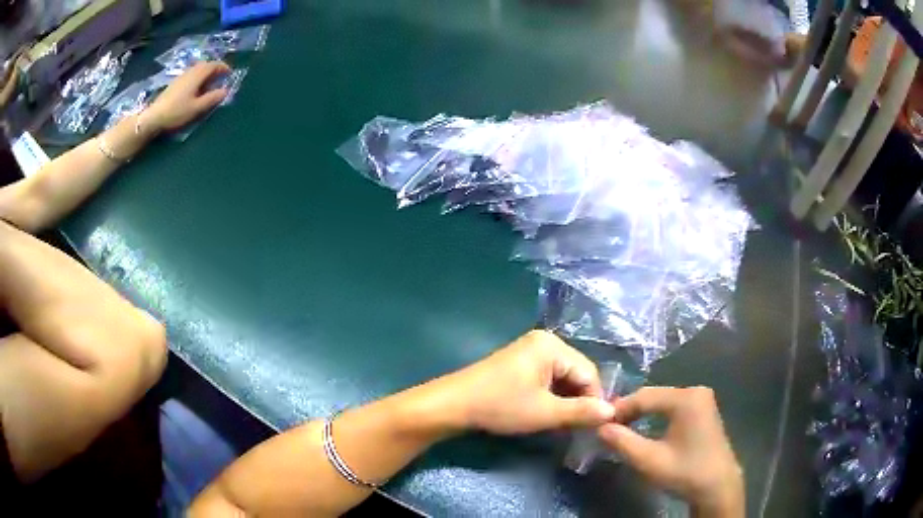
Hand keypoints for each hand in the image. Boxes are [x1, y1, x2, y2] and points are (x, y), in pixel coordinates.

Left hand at [145, 61, 231, 132]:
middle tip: (220, 78)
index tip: (230, 74)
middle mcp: (190, 72)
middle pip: (205, 65)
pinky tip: (196, 88)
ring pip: (197, 69)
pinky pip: (191, 75)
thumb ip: (212, 98)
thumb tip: (225, 91)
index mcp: (197, 75)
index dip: (223, 67)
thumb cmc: (177, 112)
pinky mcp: (175, 83)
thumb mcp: (197, 108)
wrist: (154, 116)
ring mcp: (181, 76)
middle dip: (215, 69)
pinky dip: (198, 77)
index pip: (214, 65)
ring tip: (209, 84)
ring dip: (206, 73)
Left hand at [439, 330, 615, 434]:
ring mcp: (530, 351)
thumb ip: (581, 412)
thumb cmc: (500, 406)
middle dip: (579, 401)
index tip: (594, 427)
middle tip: (578, 428)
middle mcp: (545, 341)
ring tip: (563, 424)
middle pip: (577, 373)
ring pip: (562, 378)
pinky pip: (547, 378)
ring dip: (565, 401)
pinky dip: (551, 397)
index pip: (589, 373)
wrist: (453, 405)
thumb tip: (613, 412)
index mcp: (553, 345)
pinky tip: (547, 413)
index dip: (595, 401)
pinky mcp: (520, 363)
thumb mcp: (544, 412)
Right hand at [598, 387, 743, 517]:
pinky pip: (674, 406)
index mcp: (686, 398)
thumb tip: (600, 427)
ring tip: (622, 429)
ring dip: (642, 414)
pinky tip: (646, 428)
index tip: (598, 423)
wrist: (717, 486)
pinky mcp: (704, 410)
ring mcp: (702, 399)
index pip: (644, 396)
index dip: (619, 409)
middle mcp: (696, 391)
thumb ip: (622, 442)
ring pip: (663, 401)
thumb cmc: (684, 472)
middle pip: (654, 396)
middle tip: (608, 427)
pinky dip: (657, 416)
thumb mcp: (649, 461)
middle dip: (630, 411)